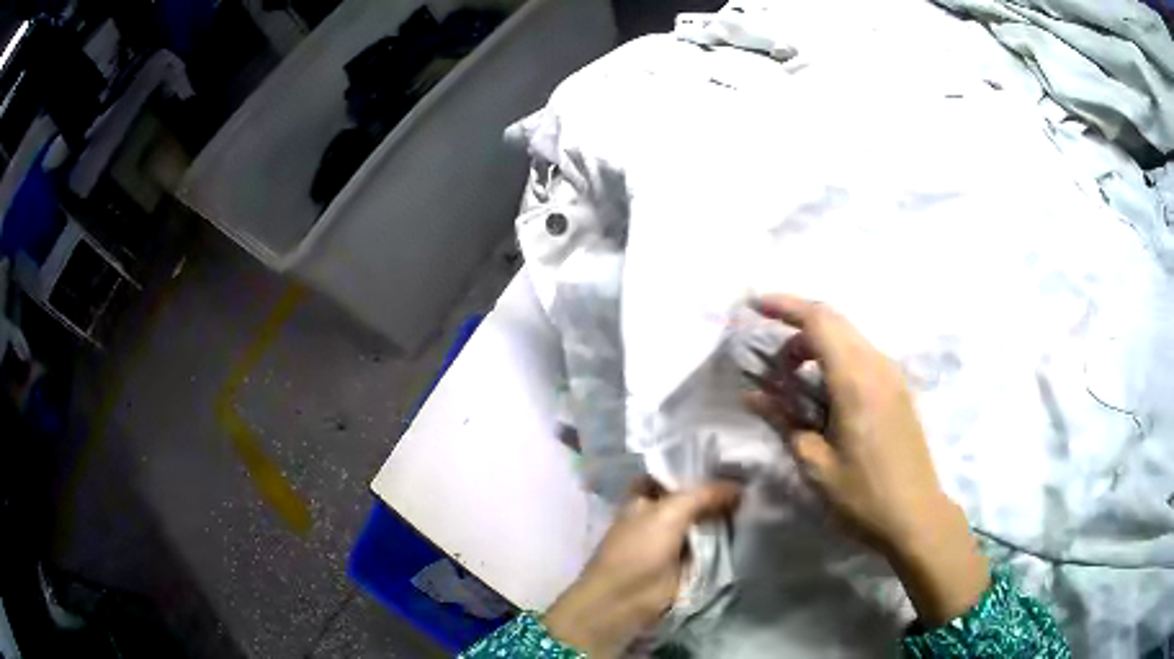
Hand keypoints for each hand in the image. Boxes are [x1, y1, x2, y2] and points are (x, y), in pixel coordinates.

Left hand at [544, 478, 740, 656]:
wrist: (628, 598)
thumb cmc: (639, 549)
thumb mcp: (670, 512)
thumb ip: (704, 494)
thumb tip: (739, 487)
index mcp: (644, 496)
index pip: (674, 472)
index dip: (698, 466)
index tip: (731, 458)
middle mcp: (659, 513)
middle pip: (694, 497)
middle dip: (718, 491)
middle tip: (754, 477)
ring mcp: (674, 537)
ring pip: (704, 519)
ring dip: (725, 514)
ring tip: (759, 496)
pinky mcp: (688, 559)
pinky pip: (711, 542)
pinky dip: (727, 536)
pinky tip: (752, 523)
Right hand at [745, 294, 987, 626]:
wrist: (916, 515)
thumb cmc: (863, 496)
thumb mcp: (816, 465)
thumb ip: (785, 422)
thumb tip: (753, 395)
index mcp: (856, 381)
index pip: (818, 321)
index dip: (784, 306)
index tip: (754, 306)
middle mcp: (878, 365)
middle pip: (835, 321)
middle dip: (798, 326)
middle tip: (773, 361)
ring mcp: (893, 375)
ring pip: (850, 336)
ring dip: (818, 344)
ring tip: (794, 379)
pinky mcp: (899, 388)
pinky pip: (863, 354)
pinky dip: (836, 357)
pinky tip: (824, 391)